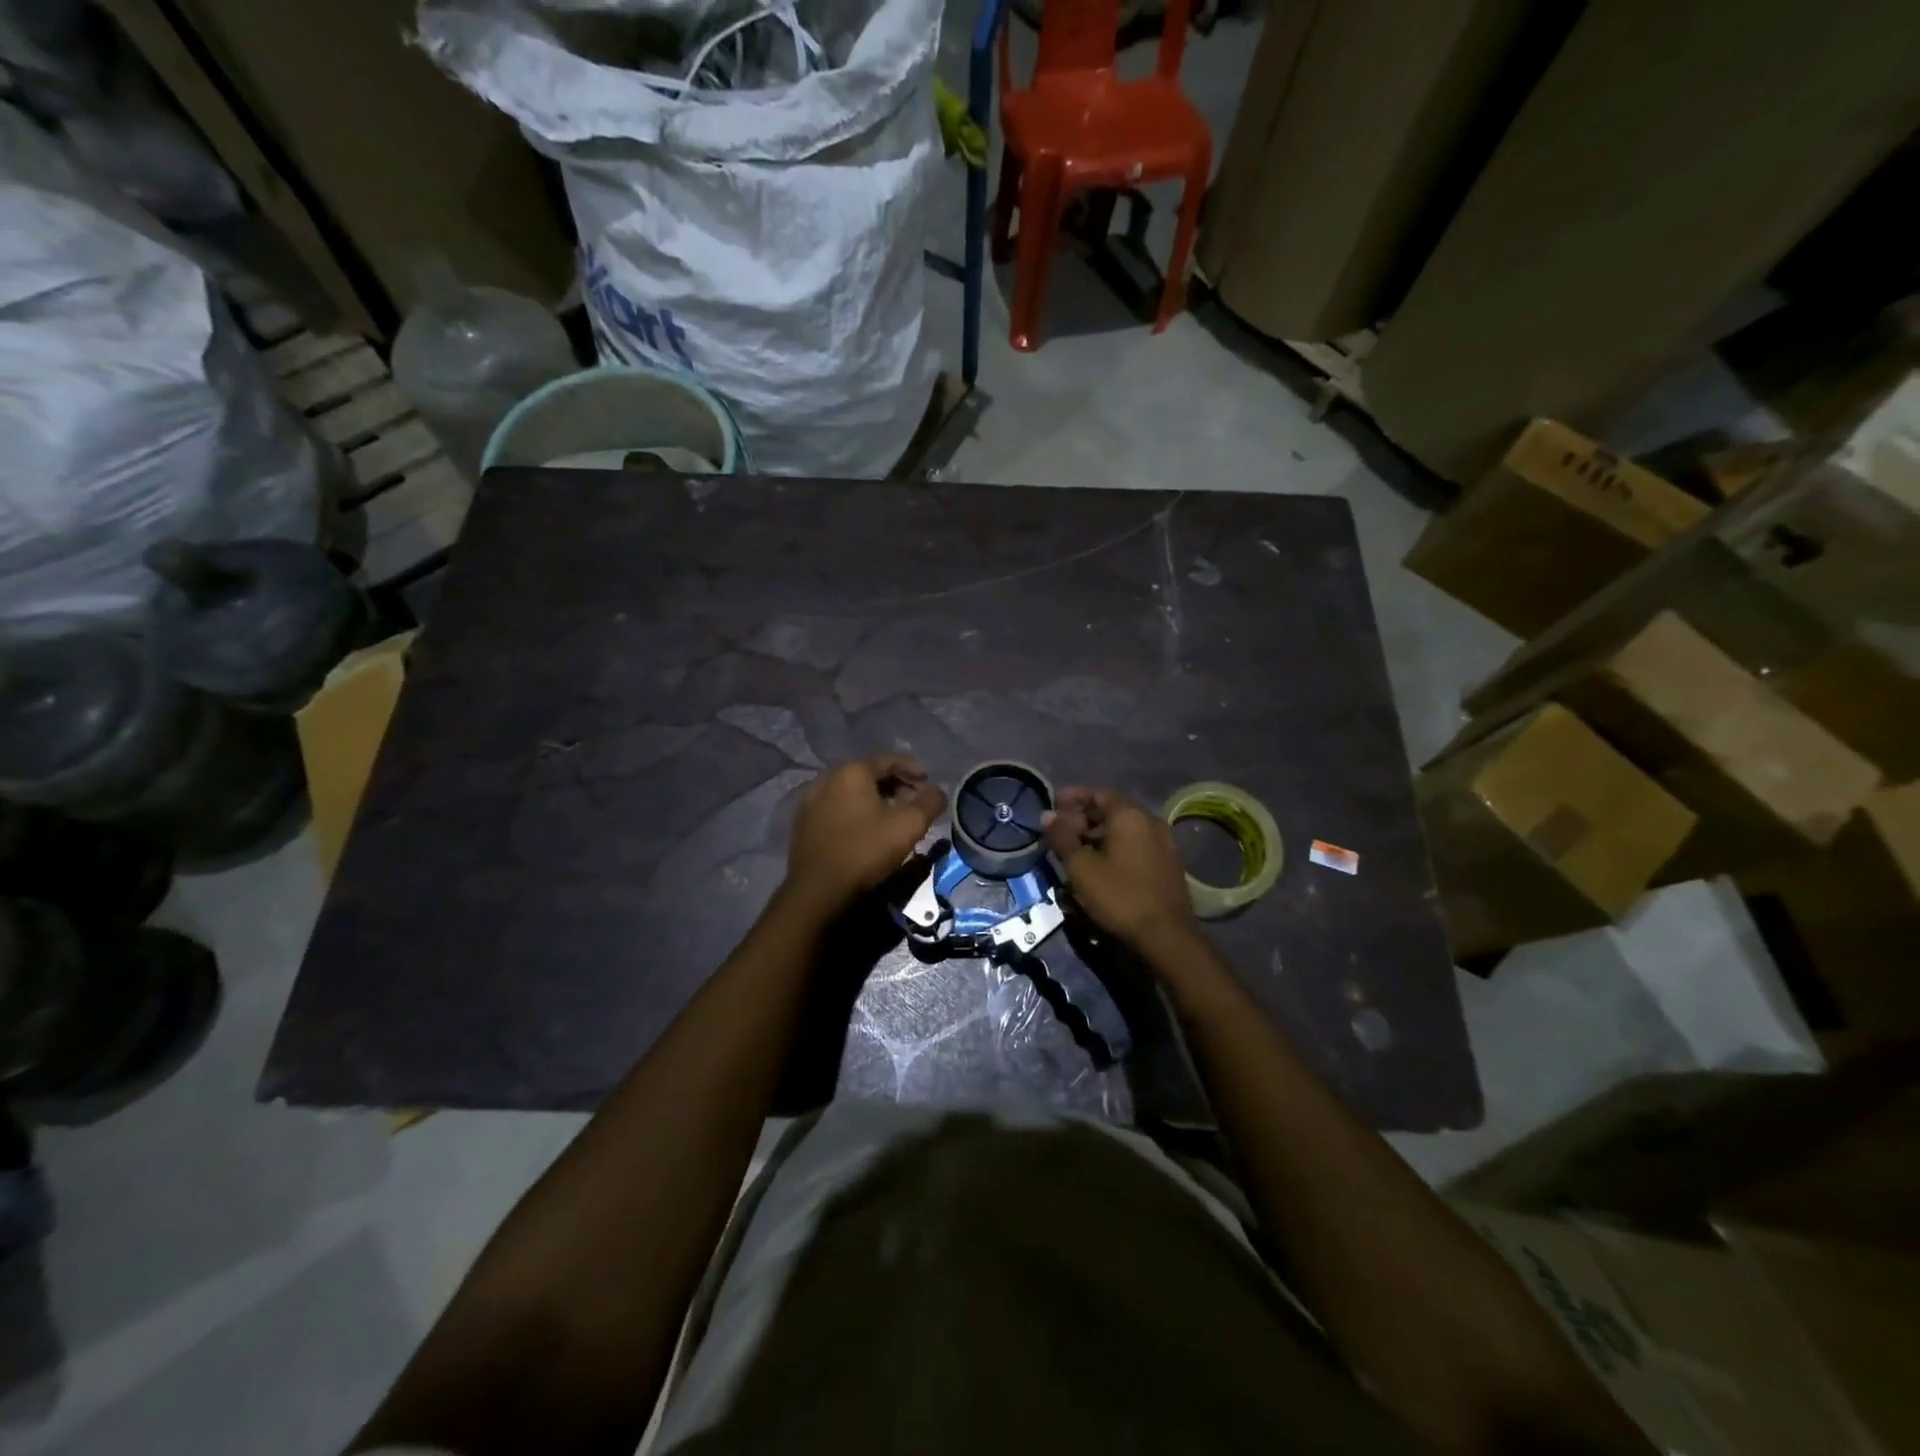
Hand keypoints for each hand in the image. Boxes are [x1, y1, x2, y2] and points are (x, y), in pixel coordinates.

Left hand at [783, 756, 946, 918]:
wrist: (817, 889)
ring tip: (891, 816)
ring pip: (851, 791)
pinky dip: (855, 811)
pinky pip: (836, 807)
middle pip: (869, 774)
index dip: (912, 769)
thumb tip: (937, 791)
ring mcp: (810, 801)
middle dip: (894, 784)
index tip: (928, 781)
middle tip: (912, 801)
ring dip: (874, 798)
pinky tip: (865, 829)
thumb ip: (929, 802)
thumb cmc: (865, 851)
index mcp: (852, 772)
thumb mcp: (908, 826)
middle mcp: (827, 778)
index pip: (889, 760)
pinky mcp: (802, 823)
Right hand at [1043, 787, 1197, 952]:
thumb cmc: (1119, 896)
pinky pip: (1135, 845)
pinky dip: (1115, 848)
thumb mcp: (1081, 867)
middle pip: (1111, 811)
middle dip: (1083, 818)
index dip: (1072, 797)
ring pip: (1124, 830)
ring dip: (1098, 835)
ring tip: (1075, 851)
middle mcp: (1150, 821)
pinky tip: (1100, 866)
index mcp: (1130, 815)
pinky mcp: (1168, 864)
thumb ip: (1062, 837)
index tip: (1052, 804)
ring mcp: (1164, 843)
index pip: (1098, 793)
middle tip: (1060, 832)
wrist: (1166, 936)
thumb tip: (1047, 815)